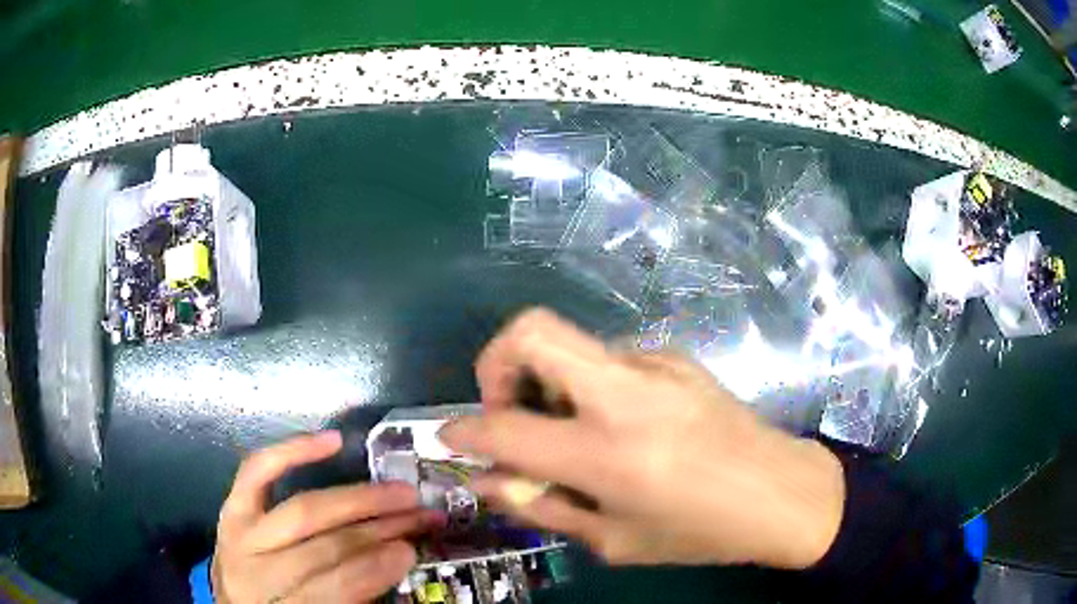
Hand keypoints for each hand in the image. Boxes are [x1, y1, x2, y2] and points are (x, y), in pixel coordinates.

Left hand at [212, 432, 442, 602]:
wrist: (238, 603)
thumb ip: (355, 593)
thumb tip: (399, 555)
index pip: (332, 587)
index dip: (373, 569)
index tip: (411, 551)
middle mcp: (252, 570)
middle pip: (322, 546)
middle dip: (377, 529)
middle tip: (420, 514)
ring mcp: (239, 534)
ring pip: (302, 511)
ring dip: (357, 499)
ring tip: (399, 491)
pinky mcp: (232, 507)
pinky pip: (258, 471)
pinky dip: (294, 451)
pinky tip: (331, 440)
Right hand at [439, 308, 845, 569]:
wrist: (782, 492)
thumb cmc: (701, 533)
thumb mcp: (615, 541)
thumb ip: (543, 507)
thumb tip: (488, 481)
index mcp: (610, 454)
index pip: (507, 429)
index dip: (464, 430)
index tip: (449, 437)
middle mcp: (627, 394)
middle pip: (532, 330)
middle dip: (494, 362)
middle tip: (503, 409)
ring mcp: (655, 364)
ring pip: (570, 345)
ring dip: (546, 380)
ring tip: (568, 431)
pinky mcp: (674, 356)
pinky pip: (607, 360)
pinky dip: (588, 387)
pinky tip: (618, 425)